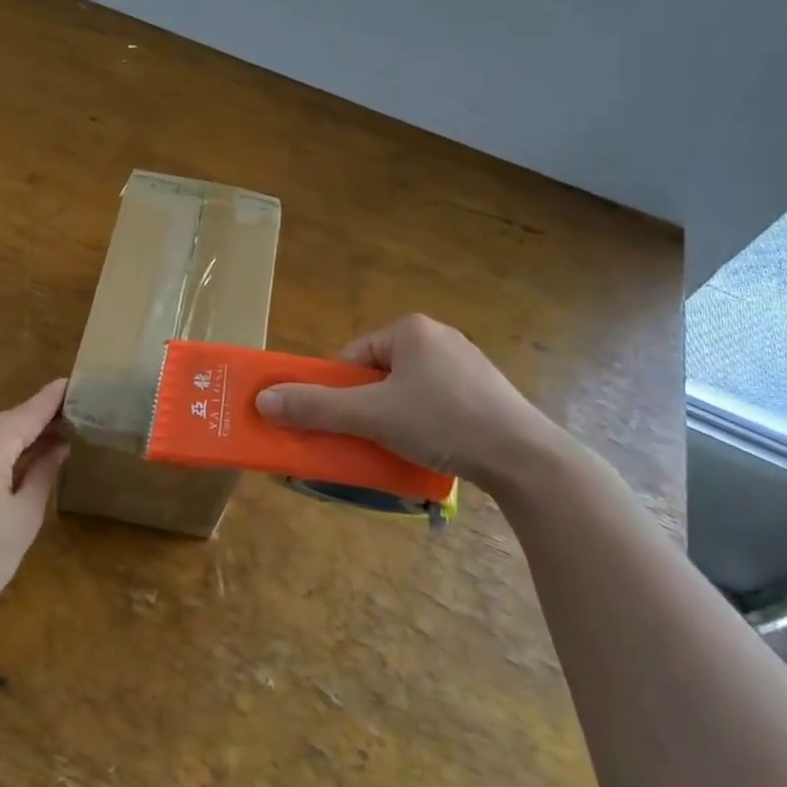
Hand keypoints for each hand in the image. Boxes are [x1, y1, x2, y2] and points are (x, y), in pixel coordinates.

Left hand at [0, 379, 69, 629]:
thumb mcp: (23, 519)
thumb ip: (43, 472)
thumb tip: (60, 444)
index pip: (27, 413)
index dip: (51, 399)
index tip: (72, 383)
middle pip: (4, 419)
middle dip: (31, 422)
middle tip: (62, 431)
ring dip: (7, 435)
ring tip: (33, 450)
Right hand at [256, 314, 567, 496]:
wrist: (524, 457)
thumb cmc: (441, 421)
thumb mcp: (371, 415)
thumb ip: (316, 407)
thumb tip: (262, 400)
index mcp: (411, 330)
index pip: (354, 357)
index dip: (339, 391)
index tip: (340, 423)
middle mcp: (439, 338)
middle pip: (379, 374)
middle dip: (367, 407)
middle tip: (366, 438)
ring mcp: (467, 365)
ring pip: (409, 391)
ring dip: (394, 418)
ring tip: (398, 448)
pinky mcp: (486, 393)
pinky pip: (438, 403)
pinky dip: (425, 424)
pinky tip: (432, 449)